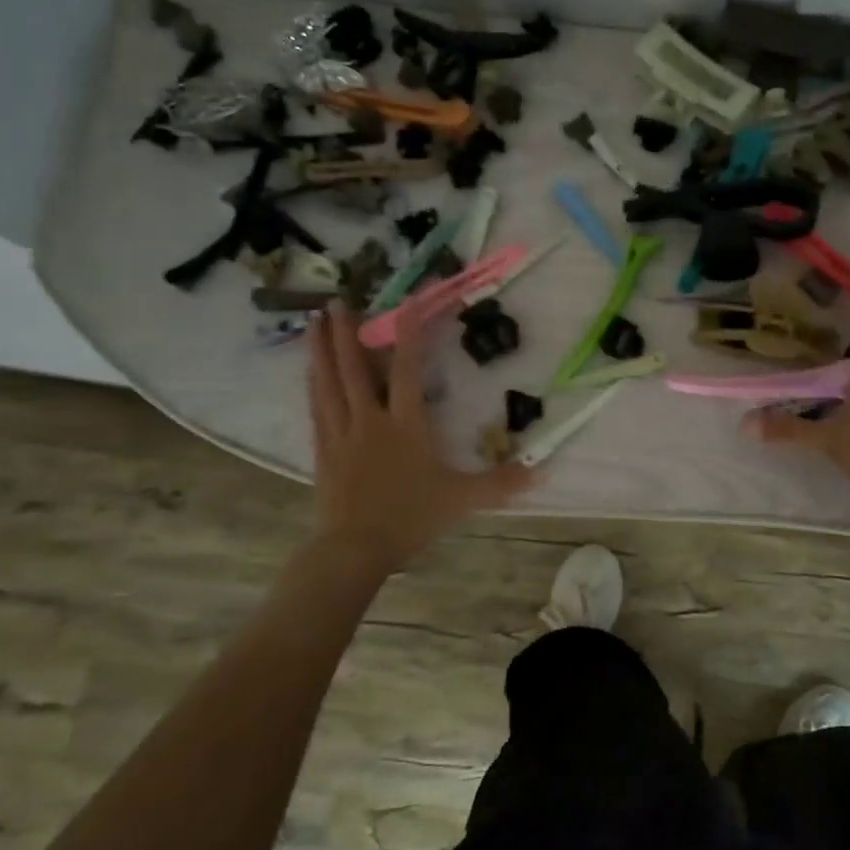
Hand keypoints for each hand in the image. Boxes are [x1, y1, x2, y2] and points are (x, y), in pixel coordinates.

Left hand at [307, 302, 533, 571]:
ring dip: (321, 350)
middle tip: (338, 301)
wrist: (354, 549)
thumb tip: (540, 471)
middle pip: (355, 367)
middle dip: (347, 332)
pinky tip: (309, 371)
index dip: (411, 333)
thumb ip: (499, 483)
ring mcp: (342, 434)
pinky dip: (314, 384)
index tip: (409, 302)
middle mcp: (371, 420)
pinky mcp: (324, 450)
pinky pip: (317, 407)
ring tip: (312, 322)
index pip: (409, 369)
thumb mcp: (461, 499)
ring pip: (329, 382)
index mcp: (406, 425)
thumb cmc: (410, 518)